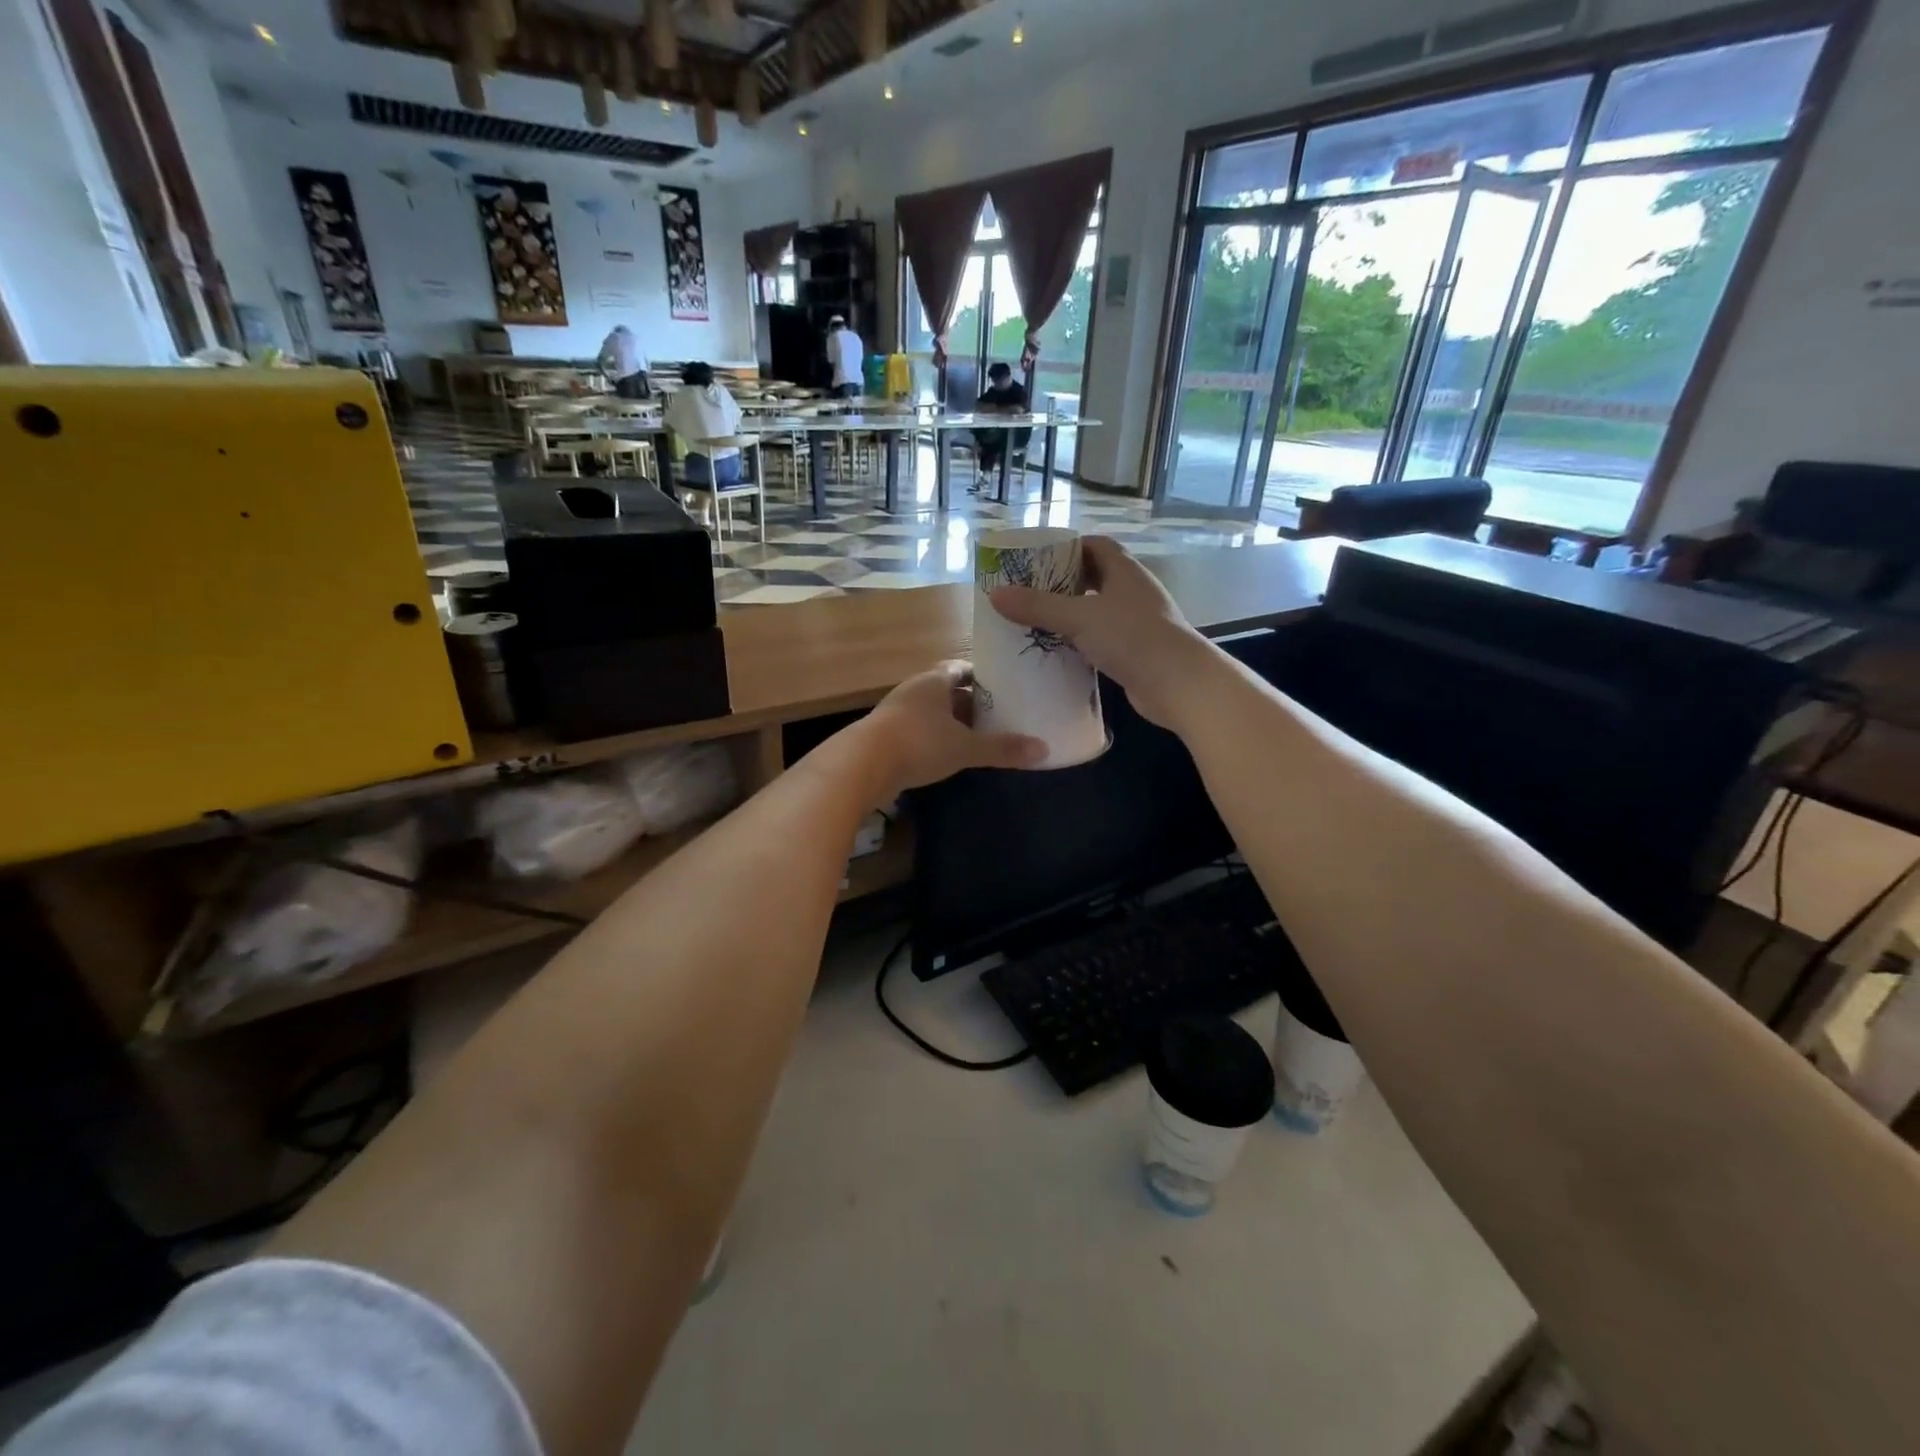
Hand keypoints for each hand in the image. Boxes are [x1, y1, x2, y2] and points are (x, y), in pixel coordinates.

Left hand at [859, 661, 1046, 798]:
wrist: (861, 766)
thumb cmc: (919, 744)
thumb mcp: (966, 747)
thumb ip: (1002, 748)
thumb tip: (1044, 750)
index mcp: (933, 681)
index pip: (961, 668)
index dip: (982, 676)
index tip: (1004, 686)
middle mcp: (914, 690)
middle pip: (947, 690)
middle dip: (970, 702)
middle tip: (998, 715)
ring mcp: (896, 713)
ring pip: (931, 713)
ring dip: (951, 723)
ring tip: (978, 737)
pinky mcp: (885, 737)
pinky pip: (918, 732)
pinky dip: (935, 739)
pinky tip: (949, 756)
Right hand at [988, 537, 1211, 729]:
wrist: (1179, 684)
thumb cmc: (1132, 638)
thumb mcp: (1079, 618)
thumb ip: (1037, 606)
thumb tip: (995, 594)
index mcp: (1124, 571)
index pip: (1096, 546)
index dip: (1068, 547)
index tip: (1038, 558)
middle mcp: (1132, 591)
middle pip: (1094, 577)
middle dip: (1063, 583)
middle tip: (1028, 592)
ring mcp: (1136, 622)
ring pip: (1097, 610)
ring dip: (1070, 614)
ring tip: (1035, 621)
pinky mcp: (1135, 651)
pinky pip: (1101, 638)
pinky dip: (1080, 641)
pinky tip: (1057, 652)